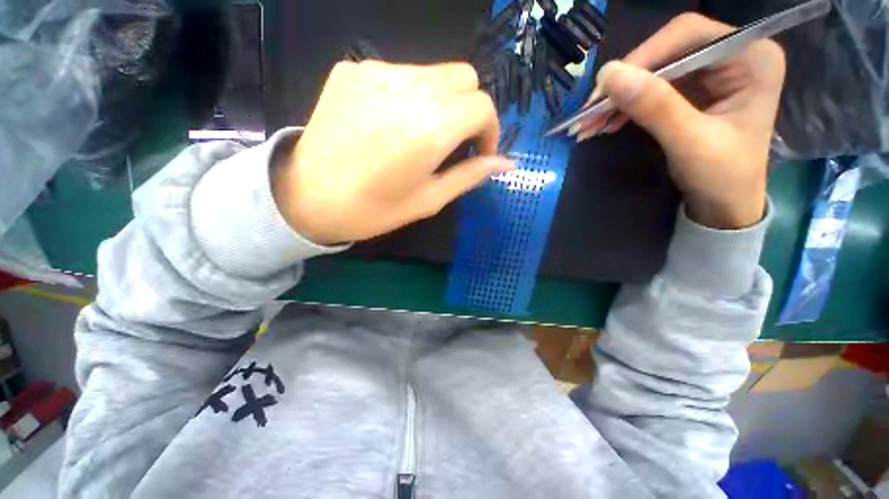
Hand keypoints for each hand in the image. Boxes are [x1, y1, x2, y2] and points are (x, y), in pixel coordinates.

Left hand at [272, 60, 512, 244]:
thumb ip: (469, 175)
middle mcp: (408, 87)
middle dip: (470, 110)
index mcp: (431, 127)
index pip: (483, 105)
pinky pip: (399, 73)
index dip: (490, 130)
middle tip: (455, 142)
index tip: (479, 153)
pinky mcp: (352, 69)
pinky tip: (390, 123)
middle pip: (464, 77)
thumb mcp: (429, 200)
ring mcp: (376, 72)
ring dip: (441, 101)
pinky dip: (409, 95)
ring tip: (421, 135)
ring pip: (434, 72)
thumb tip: (505, 163)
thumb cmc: (373, 210)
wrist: (307, 197)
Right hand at [572, 13, 785, 228]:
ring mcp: (711, 72)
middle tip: (588, 112)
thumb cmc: (722, 178)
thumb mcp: (690, 143)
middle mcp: (732, 55)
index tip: (604, 90)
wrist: (725, 205)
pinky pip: (650, 89)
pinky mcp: (692, 90)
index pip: (688, 35)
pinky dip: (624, 106)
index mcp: (751, 58)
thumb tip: (609, 76)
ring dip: (618, 97)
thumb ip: (654, 107)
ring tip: (588, 124)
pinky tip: (605, 123)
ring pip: (653, 71)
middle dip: (624, 82)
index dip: (642, 57)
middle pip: (666, 51)